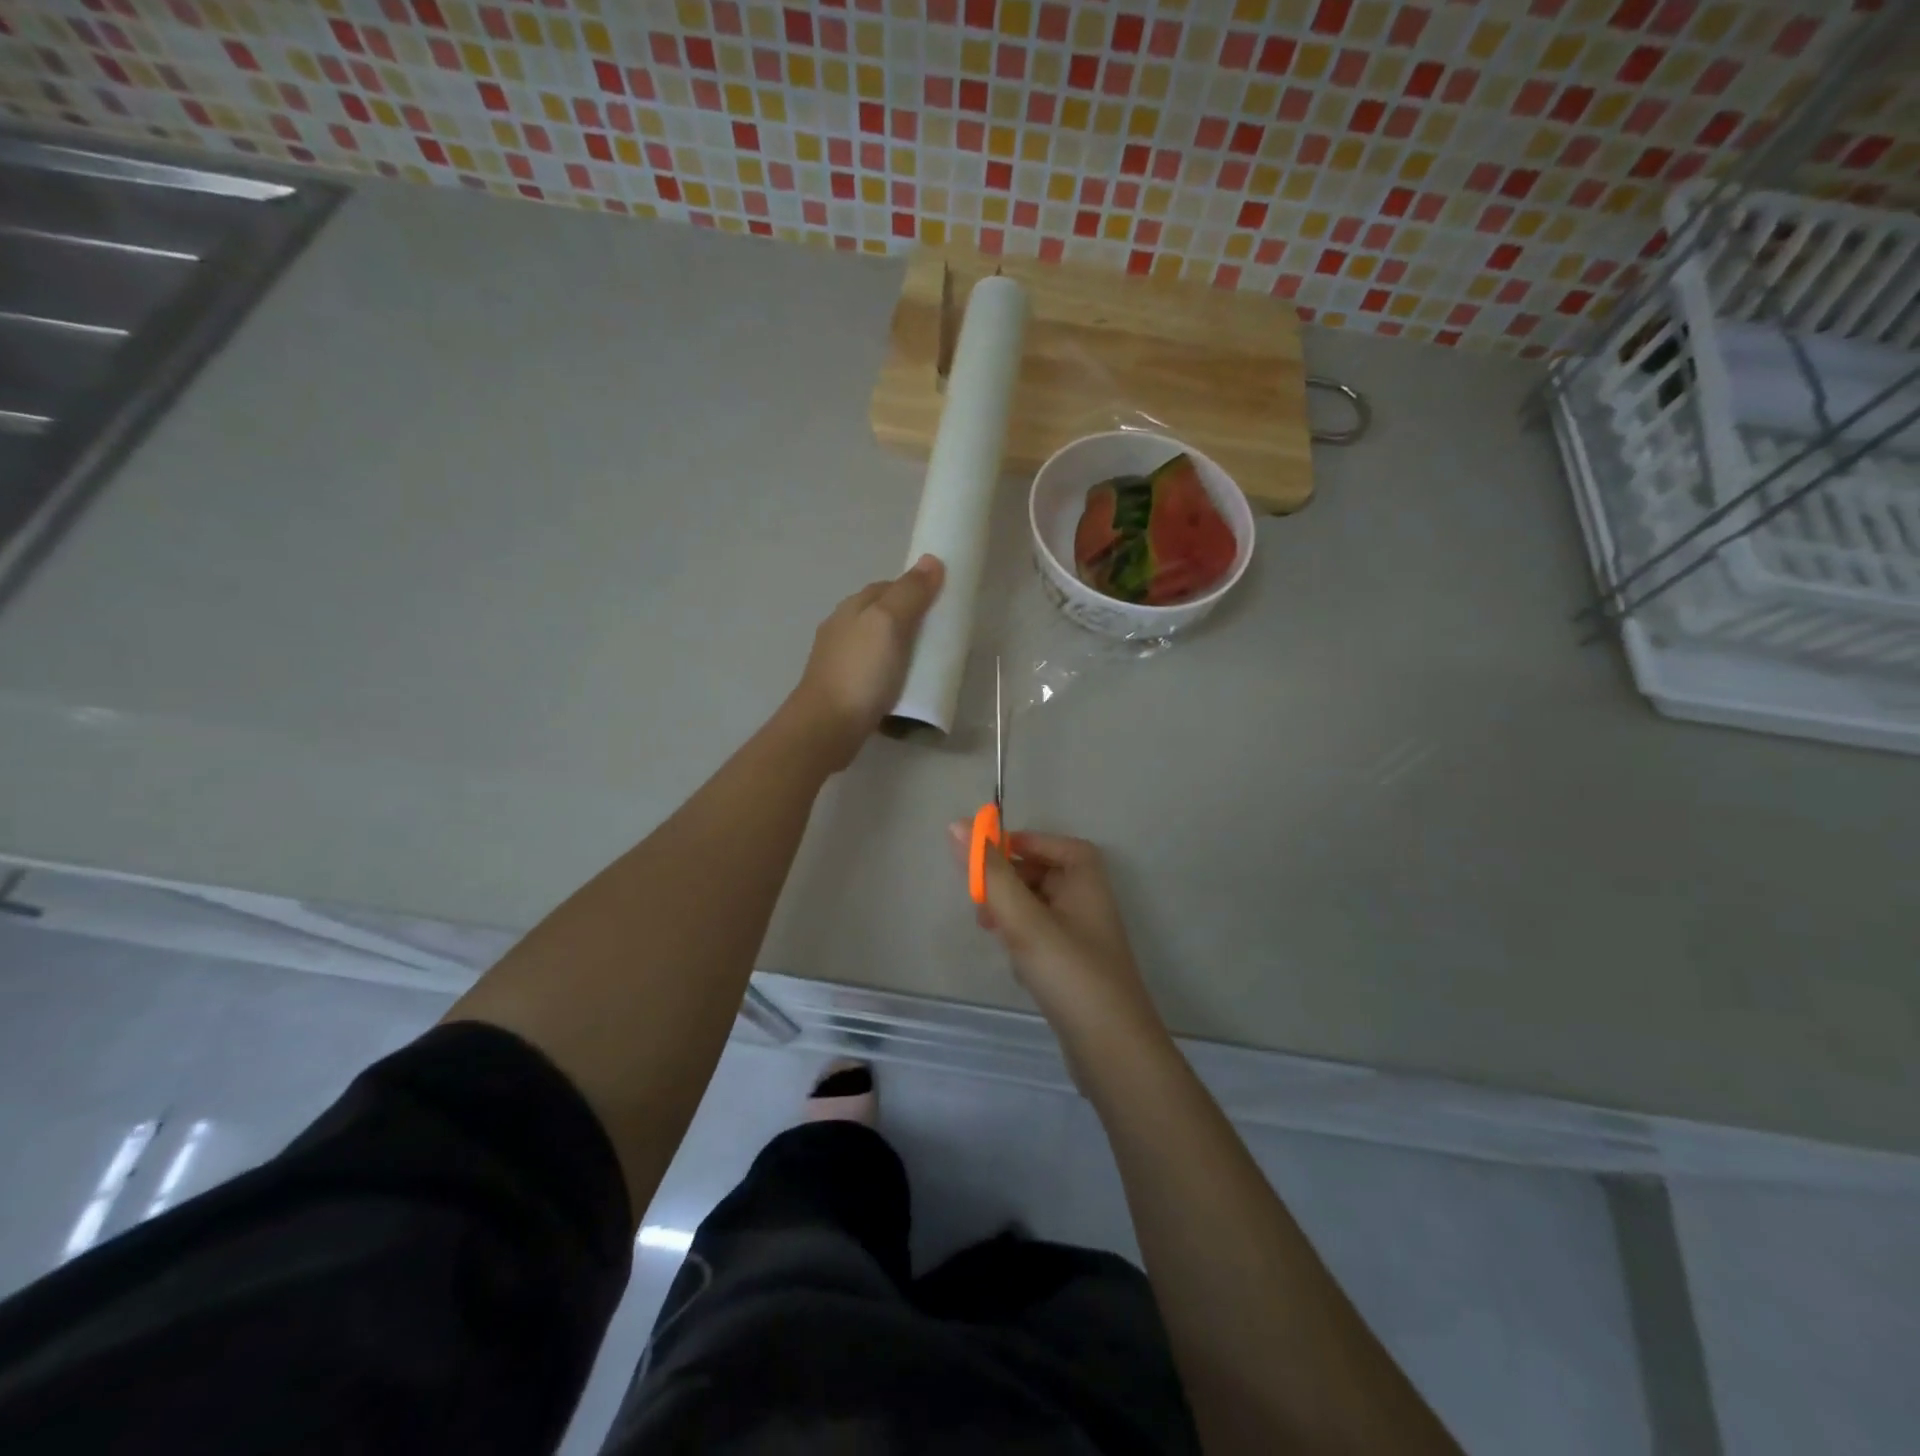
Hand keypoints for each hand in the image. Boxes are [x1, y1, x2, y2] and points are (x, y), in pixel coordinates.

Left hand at [788, 555, 943, 768]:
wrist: (827, 726)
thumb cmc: (860, 671)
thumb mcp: (888, 623)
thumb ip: (909, 593)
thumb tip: (931, 560)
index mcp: (852, 607)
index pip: (888, 586)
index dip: (915, 590)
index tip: (941, 605)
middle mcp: (842, 628)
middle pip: (883, 615)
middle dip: (909, 621)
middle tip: (939, 638)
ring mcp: (840, 660)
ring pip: (878, 644)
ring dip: (900, 649)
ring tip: (926, 664)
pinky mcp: (844, 688)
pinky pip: (874, 671)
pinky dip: (891, 673)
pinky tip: (904, 686)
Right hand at [947, 826, 1164, 1048]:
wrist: (1112, 1050)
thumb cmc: (1069, 973)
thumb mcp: (1023, 918)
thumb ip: (990, 873)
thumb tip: (957, 825)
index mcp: (1085, 878)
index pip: (1050, 843)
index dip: (1017, 845)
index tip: (983, 859)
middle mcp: (1089, 900)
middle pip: (1042, 872)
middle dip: (1008, 881)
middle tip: (980, 900)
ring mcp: (1084, 935)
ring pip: (1038, 906)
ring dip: (1011, 911)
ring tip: (990, 930)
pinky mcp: (1075, 966)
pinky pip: (1042, 936)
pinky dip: (1022, 939)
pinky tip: (1013, 961)